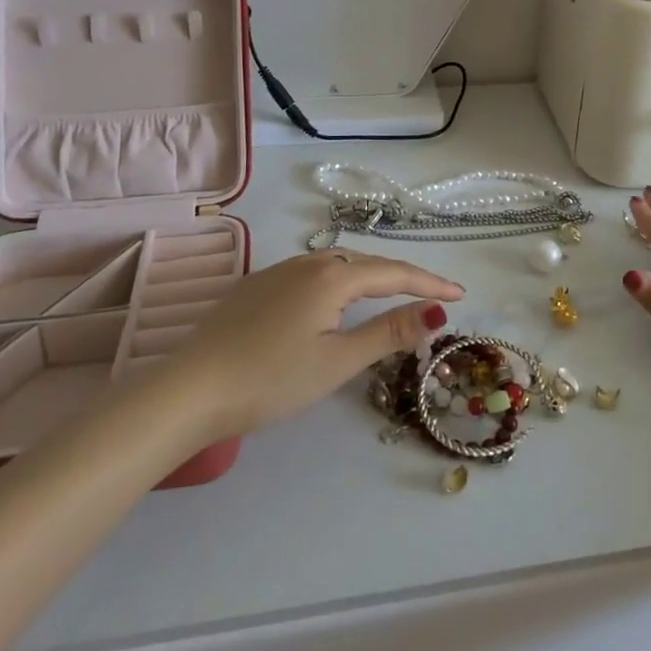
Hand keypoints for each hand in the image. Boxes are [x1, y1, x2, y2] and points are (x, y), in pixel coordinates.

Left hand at [162, 251, 463, 445]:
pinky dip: (335, 285)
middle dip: (401, 278)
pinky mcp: (253, 287)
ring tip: (387, 296)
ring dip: (367, 279)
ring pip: (335, 267)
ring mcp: (276, 271)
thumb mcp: (337, 360)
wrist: (189, 389)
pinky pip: (308, 276)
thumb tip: (437, 310)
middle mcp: (306, 262)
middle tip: (430, 296)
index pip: (393, 272)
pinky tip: (330, 304)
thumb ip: (388, 332)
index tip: (460, 293)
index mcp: (331, 277)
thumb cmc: (271, 379)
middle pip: (365, 264)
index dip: (429, 283)